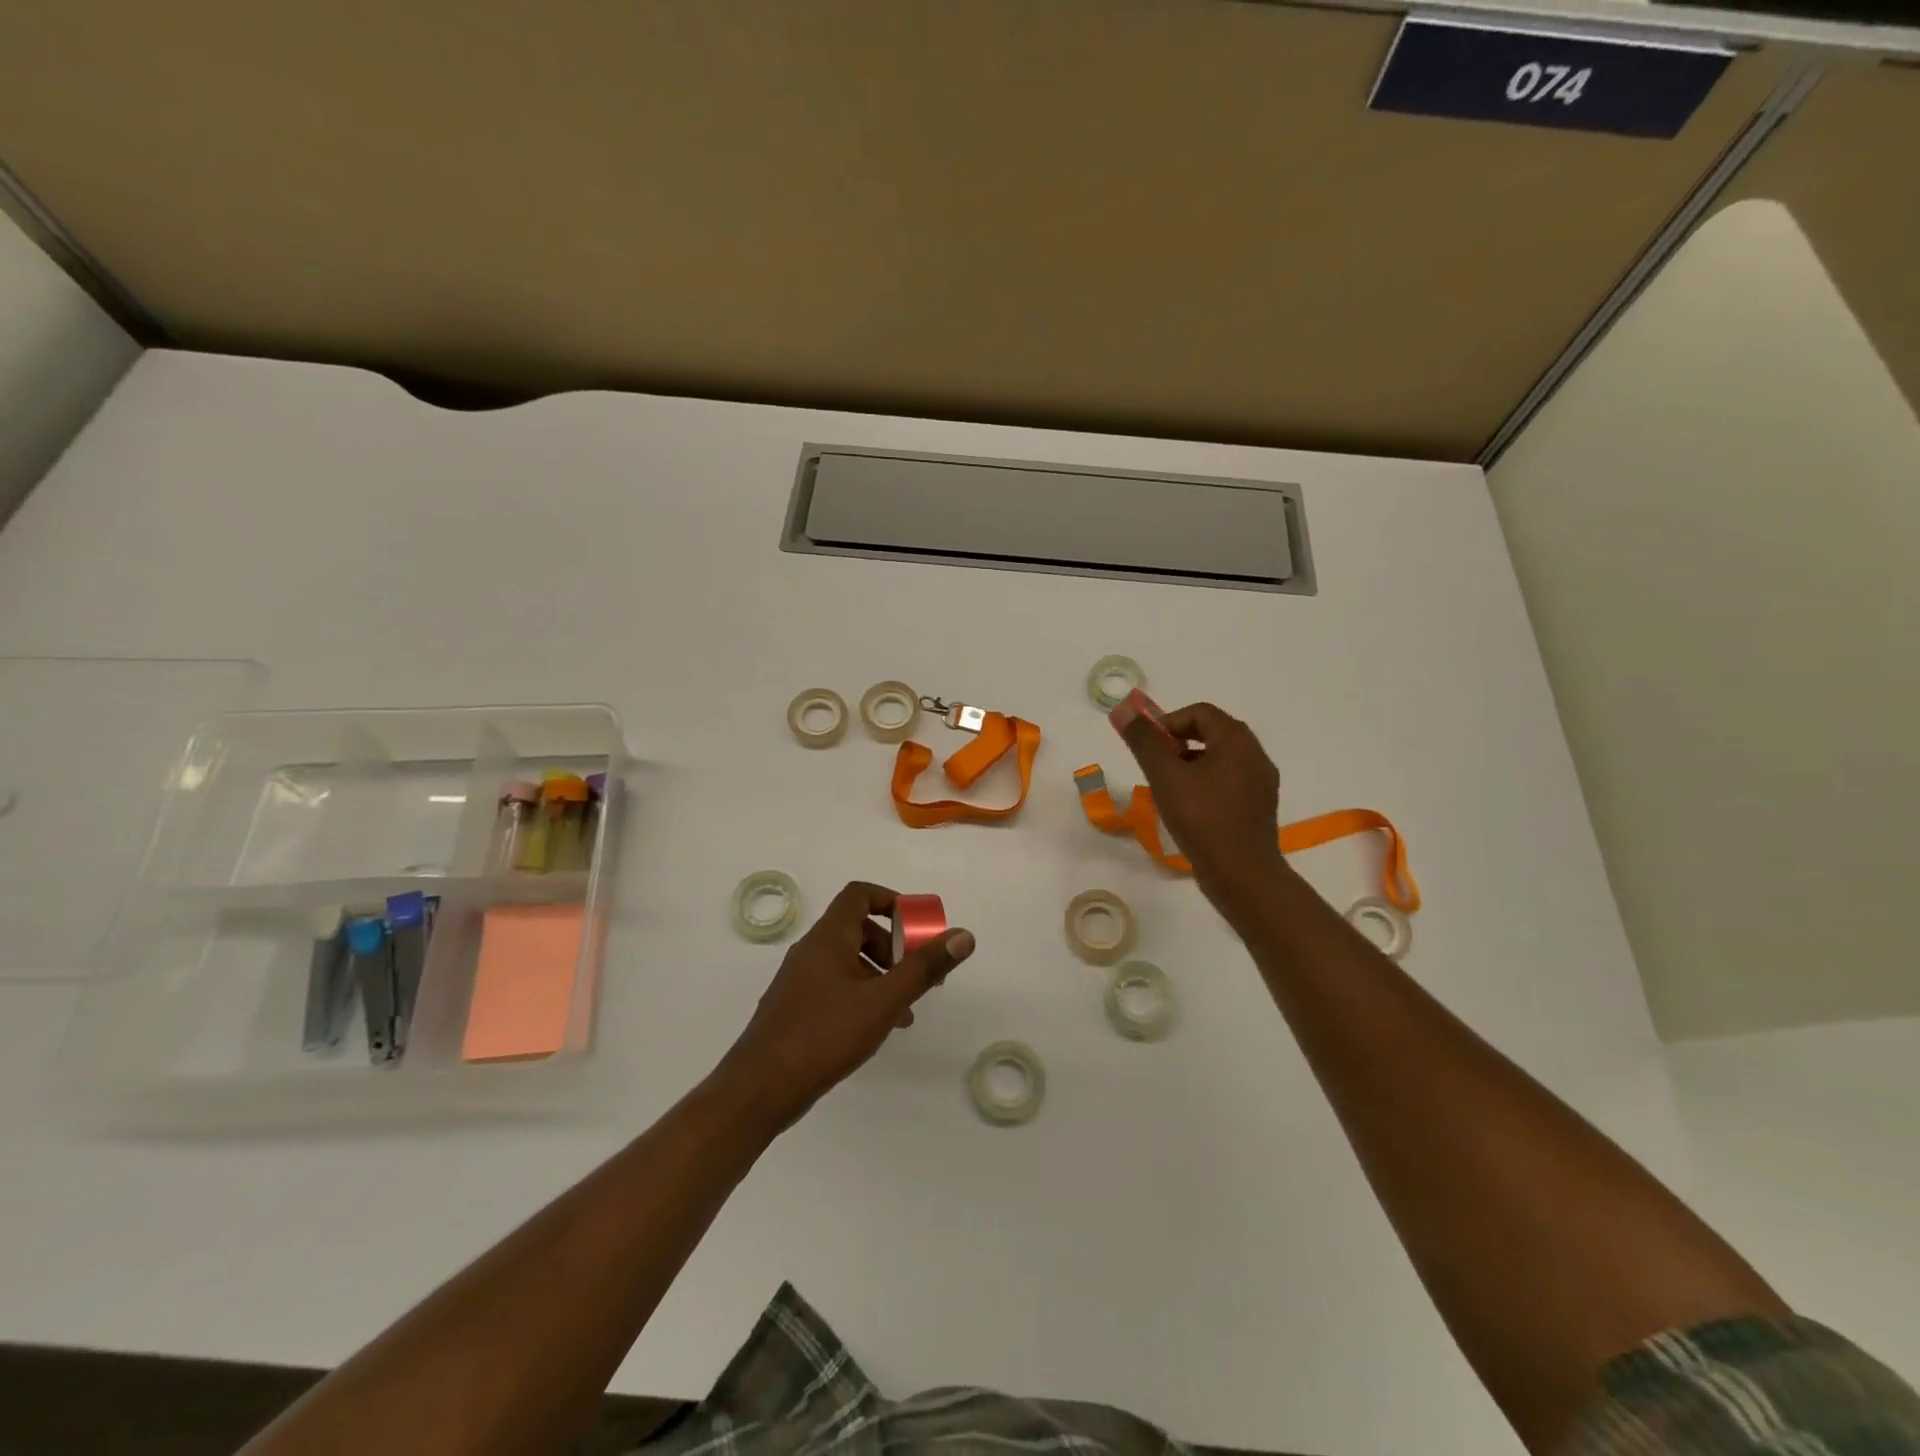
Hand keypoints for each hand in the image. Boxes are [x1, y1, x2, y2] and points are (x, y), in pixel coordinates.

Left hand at [714, 881, 974, 1134]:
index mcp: (829, 937)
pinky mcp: (796, 1006)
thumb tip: (963, 935)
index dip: (891, 901)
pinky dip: (862, 994)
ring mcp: (800, 979)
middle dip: (893, 946)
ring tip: (905, 1010)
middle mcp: (811, 950)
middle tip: (916, 973)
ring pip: (848, 960)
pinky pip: (836, 985)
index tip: (917, 926)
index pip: (859, 894)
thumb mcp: (884, 1001)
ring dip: (880, 974)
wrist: (760, 1088)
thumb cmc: (824, 1035)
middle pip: (857, 928)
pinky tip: (876, 1027)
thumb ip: (924, 968)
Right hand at [1114, 699, 1288, 916]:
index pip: (1199, 712)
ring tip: (1168, 792)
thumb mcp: (1165, 775)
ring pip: (1219, 760)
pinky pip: (1228, 784)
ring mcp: (1261, 783)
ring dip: (1190, 767)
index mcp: (1237, 740)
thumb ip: (1143, 740)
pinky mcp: (1259, 809)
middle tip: (1156, 769)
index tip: (1148, 749)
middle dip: (1177, 745)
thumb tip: (1123, 708)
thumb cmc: (1202, 818)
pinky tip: (1189, 812)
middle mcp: (1256, 755)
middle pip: (1211, 733)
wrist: (1242, 875)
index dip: (1167, 723)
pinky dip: (1205, 787)